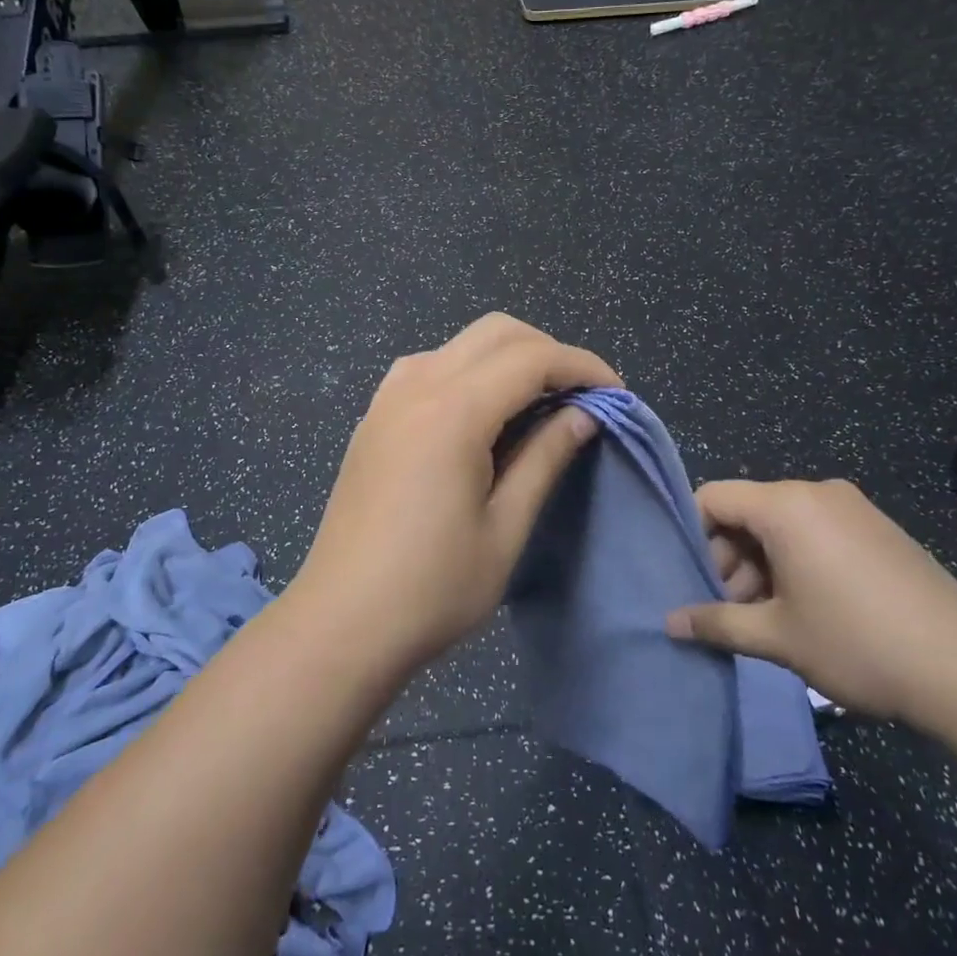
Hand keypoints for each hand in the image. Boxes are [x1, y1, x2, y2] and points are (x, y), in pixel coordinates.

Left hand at [292, 314, 618, 672]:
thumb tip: (583, 415)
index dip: (582, 366)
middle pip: (496, 332)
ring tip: (539, 404)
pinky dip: (470, 371)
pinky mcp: (374, 417)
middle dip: (548, 351)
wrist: (341, 623)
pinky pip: (430, 366)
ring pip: (461, 344)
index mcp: (453, 412)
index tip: (616, 394)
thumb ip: (545, 458)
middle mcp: (416, 386)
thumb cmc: (432, 588)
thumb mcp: (505, 528)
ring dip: (508, 357)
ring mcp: (388, 398)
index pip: (532, 358)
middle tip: (582, 396)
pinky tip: (483, 415)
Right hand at [663, 479, 956, 720]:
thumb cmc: (857, 642)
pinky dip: (796, 561)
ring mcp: (852, 508)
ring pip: (782, 525)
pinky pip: (816, 532)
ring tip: (764, 619)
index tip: (690, 579)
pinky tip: (804, 609)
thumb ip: (717, 624)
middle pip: (748, 512)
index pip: (713, 497)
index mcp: (785, 506)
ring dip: (761, 565)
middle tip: (729, 610)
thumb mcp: (777, 636)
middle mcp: (816, 493)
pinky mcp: (877, 529)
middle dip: (728, 558)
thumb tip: (670, 623)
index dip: (692, 534)